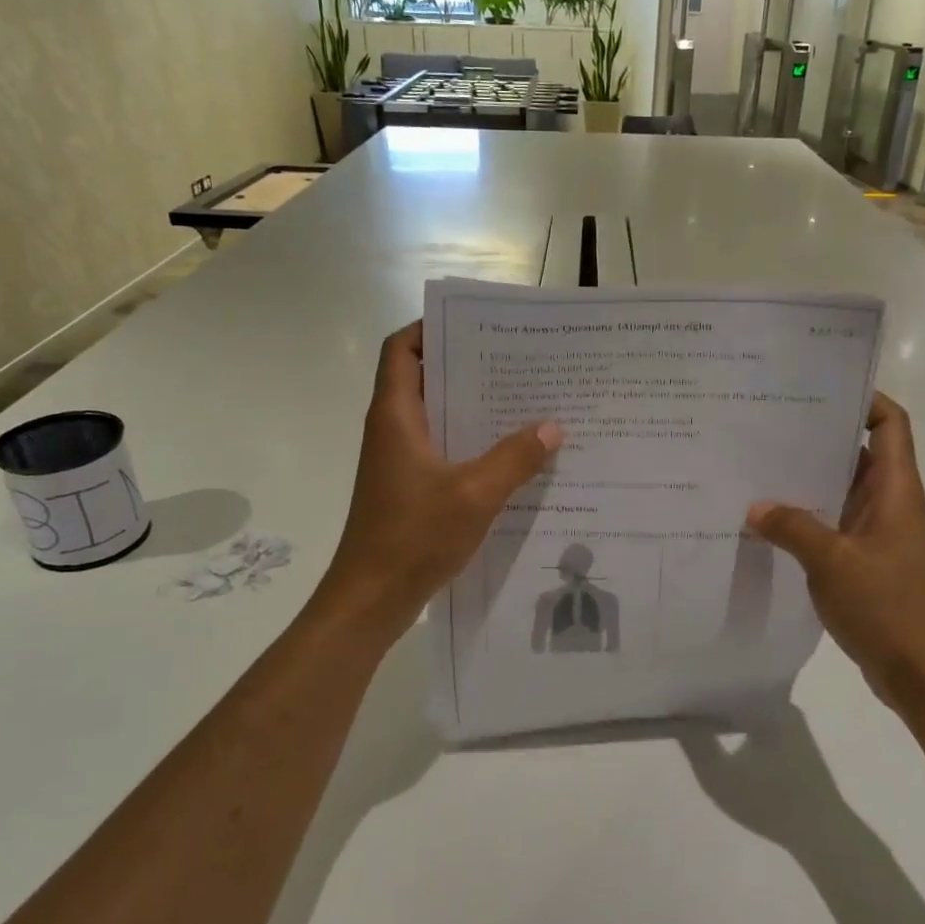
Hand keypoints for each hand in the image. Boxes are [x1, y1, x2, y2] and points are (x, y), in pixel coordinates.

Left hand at [315, 321, 561, 645]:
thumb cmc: (413, 536)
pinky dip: (470, 442)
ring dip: (472, 406)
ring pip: (436, 416)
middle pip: (423, 378)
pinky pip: (442, 448)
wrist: (371, 599)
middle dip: (466, 365)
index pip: (402, 349)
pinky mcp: (408, 487)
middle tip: (516, 361)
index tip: (476, 324)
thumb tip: (553, 426)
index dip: (430, 328)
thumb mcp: (474, 494)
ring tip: (523, 401)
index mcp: (395, 416)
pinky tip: (510, 454)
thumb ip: (515, 458)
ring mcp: (399, 460)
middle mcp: (392, 430)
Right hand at [747, 393, 924, 723]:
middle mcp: (887, 501)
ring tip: (757, 461)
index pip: (889, 423)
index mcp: (894, 489)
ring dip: (806, 475)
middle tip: (767, 420)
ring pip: (839, 486)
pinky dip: (804, 512)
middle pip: (857, 450)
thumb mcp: (832, 562)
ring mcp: (875, 530)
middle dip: (818, 433)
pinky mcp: (862, 556)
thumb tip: (754, 506)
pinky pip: (830, 519)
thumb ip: (792, 527)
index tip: (818, 386)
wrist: (920, 672)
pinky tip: (765, 515)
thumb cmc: (887, 607)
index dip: (864, 398)